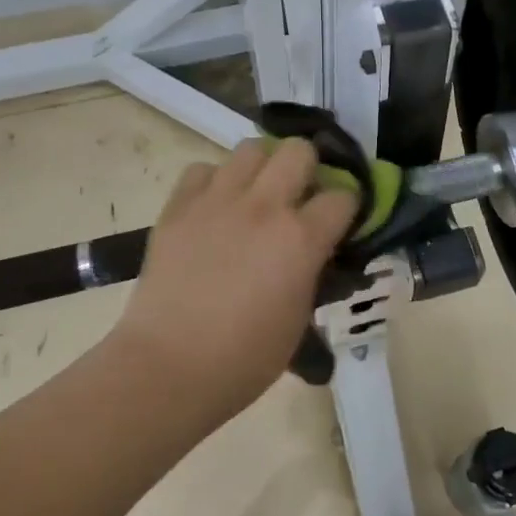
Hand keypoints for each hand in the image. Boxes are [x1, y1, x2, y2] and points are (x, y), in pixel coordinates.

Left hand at [116, 137, 357, 415]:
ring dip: (261, 168)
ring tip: (255, 195)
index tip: (339, 220)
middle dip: (308, 168)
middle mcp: (264, 206)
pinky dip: (214, 182)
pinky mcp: (178, 206)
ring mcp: (217, 200)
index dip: (346, 207)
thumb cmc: (244, 358)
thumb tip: (315, 250)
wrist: (168, 366)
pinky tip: (214, 208)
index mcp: (301, 238)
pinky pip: (202, 169)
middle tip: (298, 196)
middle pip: (299, 150)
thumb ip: (312, 272)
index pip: (344, 196)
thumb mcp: (299, 318)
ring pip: (250, 148)